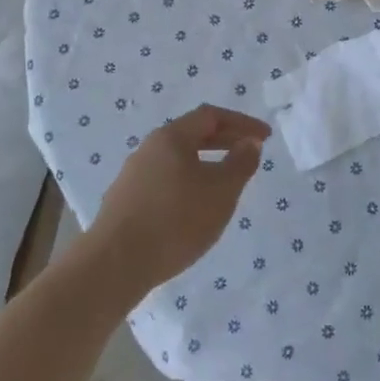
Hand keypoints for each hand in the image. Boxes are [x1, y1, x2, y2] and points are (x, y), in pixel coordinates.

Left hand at [89, 104, 269, 291]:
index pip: (211, 115)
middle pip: (192, 134)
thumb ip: (240, 163)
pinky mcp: (125, 202)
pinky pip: (165, 180)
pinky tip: (195, 208)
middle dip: (225, 141)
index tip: (265, 137)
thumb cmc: (175, 220)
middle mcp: (149, 148)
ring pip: (178, 159)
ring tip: (226, 184)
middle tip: (249, 153)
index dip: (242, 123)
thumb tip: (249, 142)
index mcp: (171, 137)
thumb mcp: (221, 191)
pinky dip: (188, 183)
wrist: (114, 265)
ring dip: (206, 163)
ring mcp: (133, 175)